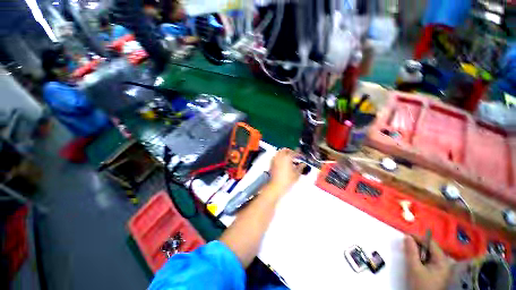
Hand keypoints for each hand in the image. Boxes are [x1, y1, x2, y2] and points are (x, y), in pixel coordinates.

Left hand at [268, 148, 304, 195]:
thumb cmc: (287, 180)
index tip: (301, 156)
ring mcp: (275, 159)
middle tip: (294, 155)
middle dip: (290, 151)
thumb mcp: (297, 174)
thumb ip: (300, 167)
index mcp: (287, 157)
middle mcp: (280, 156)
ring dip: (284, 153)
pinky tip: (283, 162)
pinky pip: (276, 156)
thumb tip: (303, 164)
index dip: (299, 154)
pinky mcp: (271, 163)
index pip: (294, 152)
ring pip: (279, 152)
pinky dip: (280, 157)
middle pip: (285, 150)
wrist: (276, 186)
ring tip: (289, 158)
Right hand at [405, 235, 451, 289]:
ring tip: (409, 252)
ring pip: (429, 254)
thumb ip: (411, 251)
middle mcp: (445, 262)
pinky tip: (415, 260)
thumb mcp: (414, 268)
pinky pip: (429, 260)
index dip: (418, 238)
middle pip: (431, 248)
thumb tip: (407, 236)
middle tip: (406, 244)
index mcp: (442, 261)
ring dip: (419, 252)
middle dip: (418, 245)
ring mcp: (442, 268)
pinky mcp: (438, 273)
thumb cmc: (421, 285)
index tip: (406, 235)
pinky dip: (421, 258)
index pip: (431, 243)